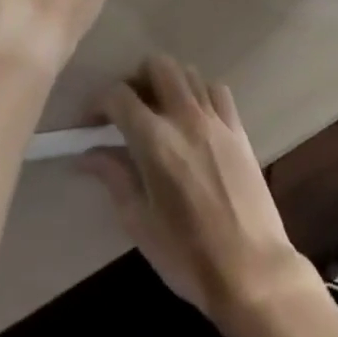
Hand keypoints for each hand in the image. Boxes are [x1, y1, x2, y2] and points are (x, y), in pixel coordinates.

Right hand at [83, 55, 311, 325]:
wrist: (252, 271)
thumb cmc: (187, 255)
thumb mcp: (138, 222)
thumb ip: (113, 177)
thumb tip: (85, 155)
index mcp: (154, 140)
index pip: (118, 96)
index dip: (97, 103)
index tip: (89, 124)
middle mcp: (184, 117)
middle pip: (157, 65)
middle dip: (136, 79)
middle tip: (127, 110)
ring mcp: (215, 119)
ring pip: (188, 73)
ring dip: (168, 83)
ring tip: (159, 112)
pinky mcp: (238, 129)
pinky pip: (217, 91)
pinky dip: (200, 93)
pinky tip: (194, 118)